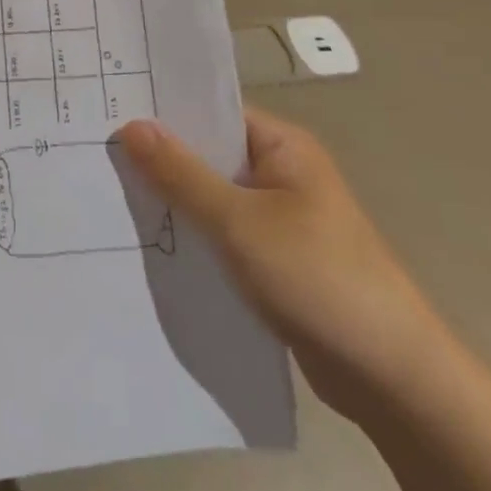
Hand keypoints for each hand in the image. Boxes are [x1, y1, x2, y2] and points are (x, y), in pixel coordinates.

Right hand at [118, 106, 448, 418]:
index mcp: (283, 147)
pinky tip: (151, 246)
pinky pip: (223, 236)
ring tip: (112, 199)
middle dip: (162, 161)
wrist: (391, 377)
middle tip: (99, 158)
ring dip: (175, 204)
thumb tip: (132, 126)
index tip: (110, 114)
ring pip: (213, 199)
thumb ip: (182, 174)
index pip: (213, 113)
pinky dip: (194, 238)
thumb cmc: (317, 277)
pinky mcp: (276, 262)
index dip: (165, 113)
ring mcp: (280, 220)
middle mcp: (281, 174)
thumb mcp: (239, 221)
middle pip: (209, 156)